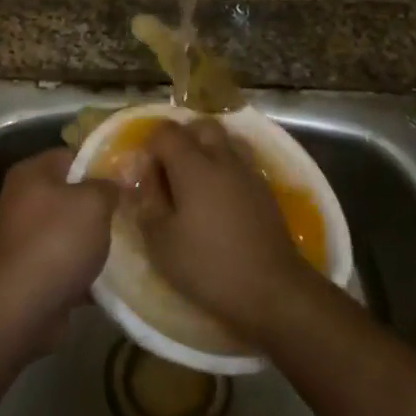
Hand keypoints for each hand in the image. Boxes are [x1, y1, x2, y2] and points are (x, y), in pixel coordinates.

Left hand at [0, 149, 117, 347]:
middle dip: (99, 204)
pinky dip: (82, 268)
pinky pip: (63, 262)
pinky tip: (110, 277)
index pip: (71, 155)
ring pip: (68, 230)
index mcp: (31, 173)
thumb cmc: (57, 241)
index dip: (101, 163)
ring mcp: (22, 238)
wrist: (22, 307)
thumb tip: (115, 182)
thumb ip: (108, 186)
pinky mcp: (28, 272)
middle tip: (131, 210)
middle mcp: (20, 200)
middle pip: (69, 193)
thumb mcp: (94, 202)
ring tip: (126, 244)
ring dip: (92, 239)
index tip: (129, 177)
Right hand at [140, 119, 308, 338]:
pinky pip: (240, 163)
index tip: (145, 174)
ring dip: (207, 150)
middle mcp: (223, 159)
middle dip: (182, 139)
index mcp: (194, 166)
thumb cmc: (208, 266)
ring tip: (196, 182)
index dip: (151, 146)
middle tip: (170, 171)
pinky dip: (226, 169)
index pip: (167, 132)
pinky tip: (219, 200)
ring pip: (226, 140)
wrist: (271, 289)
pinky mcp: (265, 189)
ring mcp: (248, 172)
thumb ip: (147, 203)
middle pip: (201, 126)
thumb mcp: (161, 242)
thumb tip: (143, 178)